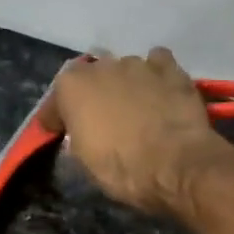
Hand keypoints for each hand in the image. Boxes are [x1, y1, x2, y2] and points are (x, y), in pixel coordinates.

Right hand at [39, 47, 231, 217]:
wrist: (177, 165)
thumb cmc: (124, 170)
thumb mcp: (86, 166)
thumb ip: (76, 142)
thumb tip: (77, 139)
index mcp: (72, 87)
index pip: (55, 100)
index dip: (56, 118)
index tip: (59, 132)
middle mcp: (102, 66)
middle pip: (91, 78)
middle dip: (92, 96)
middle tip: (100, 121)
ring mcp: (138, 64)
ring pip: (124, 69)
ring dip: (124, 85)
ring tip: (133, 109)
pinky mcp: (171, 69)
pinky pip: (157, 64)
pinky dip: (154, 76)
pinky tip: (158, 92)